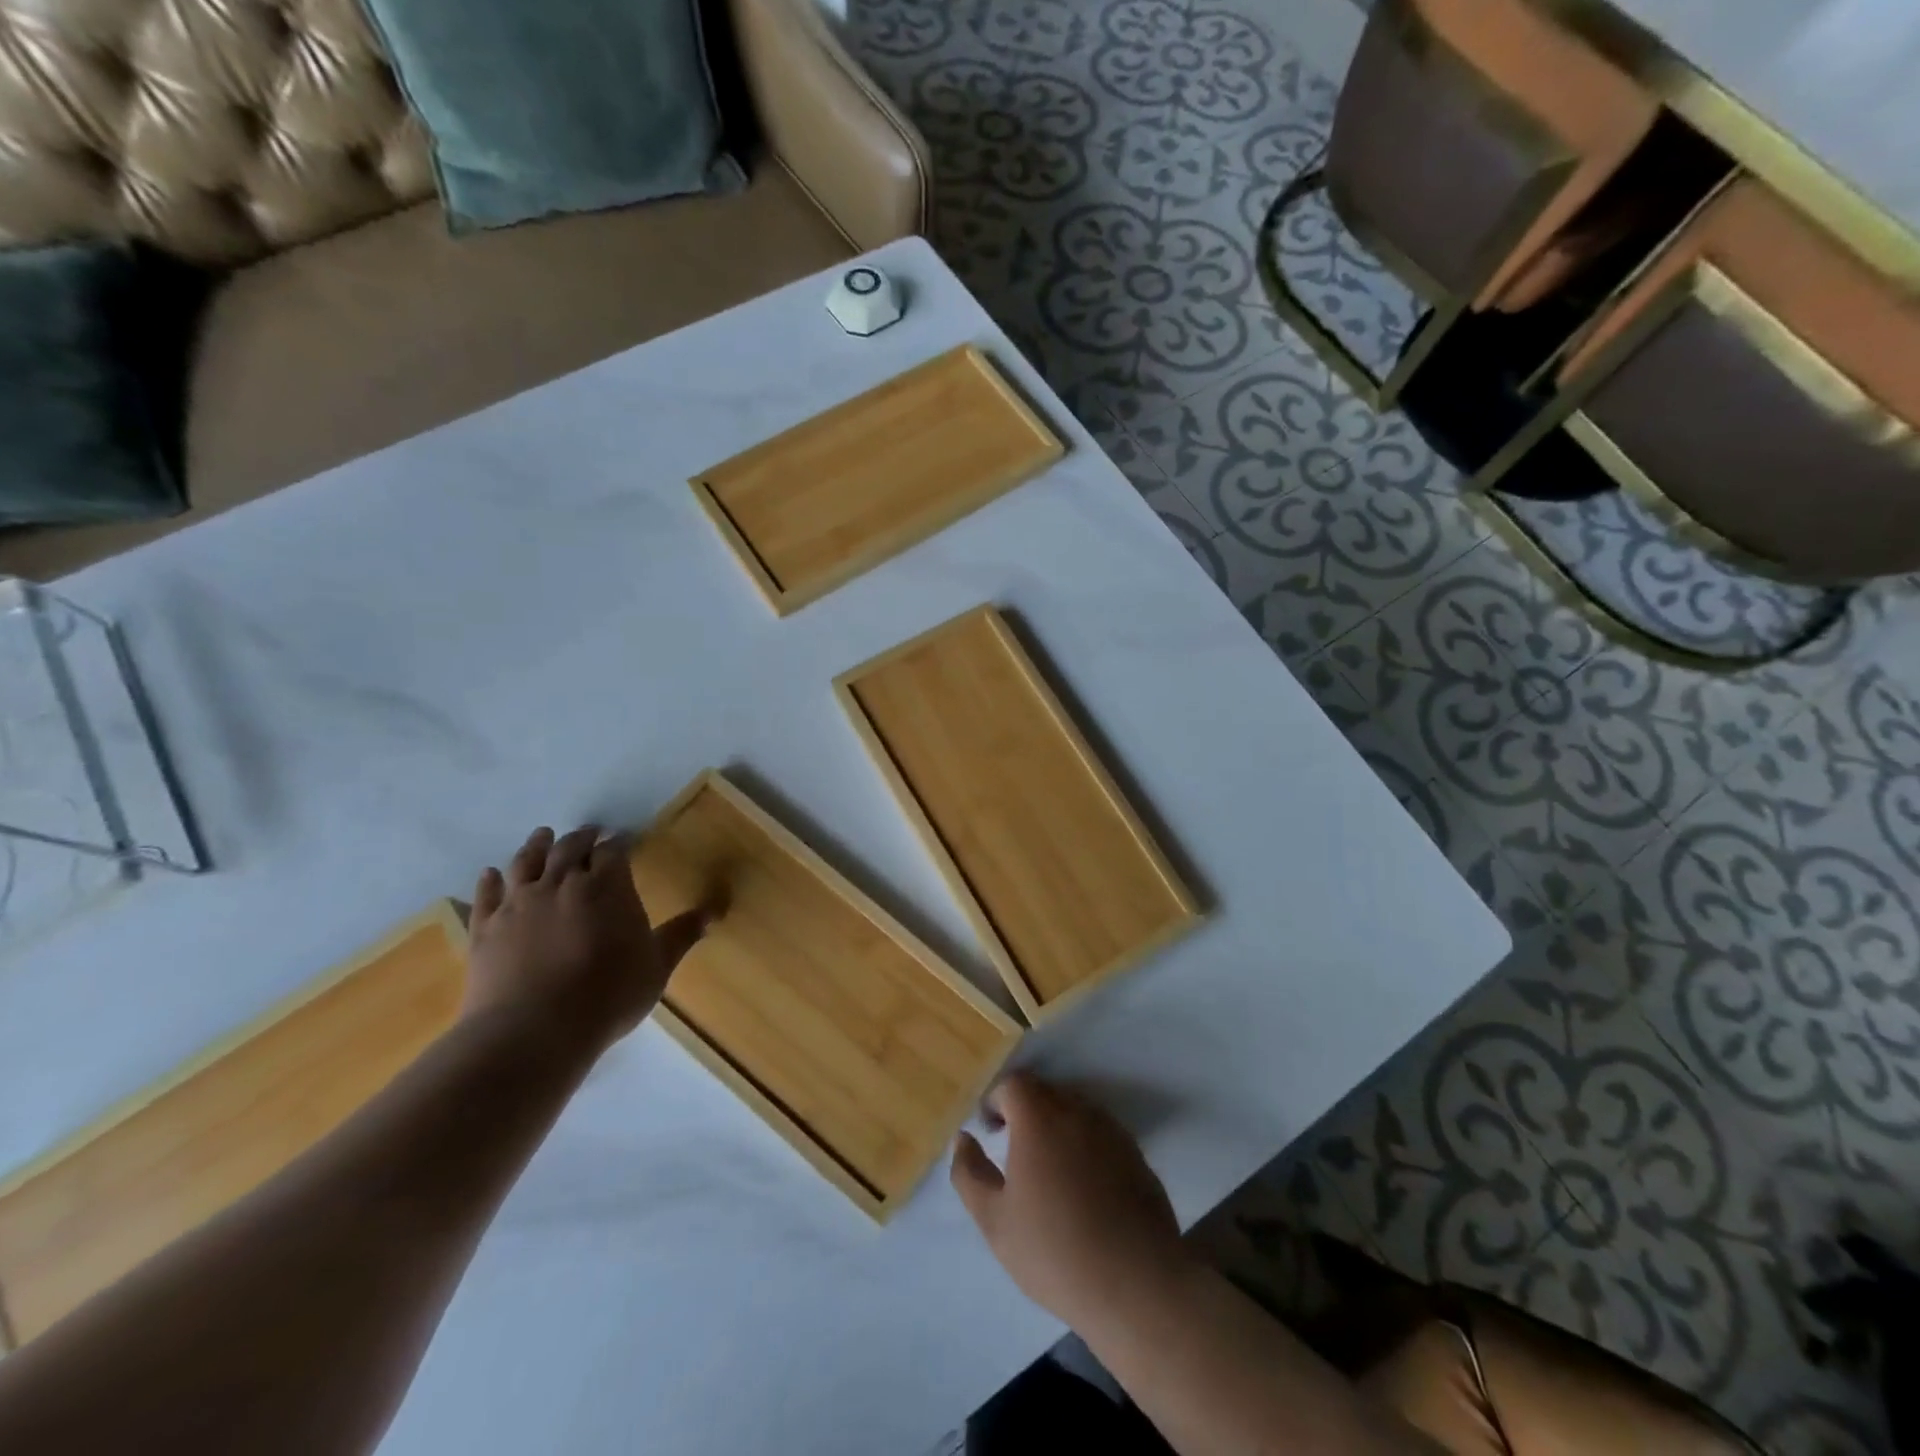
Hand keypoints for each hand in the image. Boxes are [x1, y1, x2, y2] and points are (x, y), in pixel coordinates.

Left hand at [463, 825, 706, 1057]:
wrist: (533, 1031)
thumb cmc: (608, 996)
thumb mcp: (656, 966)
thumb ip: (681, 934)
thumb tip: (714, 912)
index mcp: (607, 886)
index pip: (614, 851)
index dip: (619, 843)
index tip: (624, 839)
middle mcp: (562, 883)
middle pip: (571, 848)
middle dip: (582, 837)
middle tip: (589, 833)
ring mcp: (519, 903)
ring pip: (526, 862)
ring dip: (537, 845)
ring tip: (543, 836)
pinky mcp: (486, 927)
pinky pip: (486, 894)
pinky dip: (490, 880)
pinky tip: (490, 874)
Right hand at [951, 1073, 1192, 1330]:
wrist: (1136, 1284)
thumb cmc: (1055, 1250)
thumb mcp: (995, 1220)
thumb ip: (970, 1173)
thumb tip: (963, 1138)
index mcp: (1039, 1117)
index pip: (1013, 1084)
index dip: (996, 1102)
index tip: (990, 1132)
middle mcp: (1077, 1110)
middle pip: (1045, 1092)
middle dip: (1025, 1111)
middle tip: (1015, 1152)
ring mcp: (1112, 1130)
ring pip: (1075, 1111)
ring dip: (1056, 1127)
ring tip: (1049, 1172)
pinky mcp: (1136, 1154)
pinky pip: (1101, 1134)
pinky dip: (1085, 1147)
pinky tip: (1084, 1190)